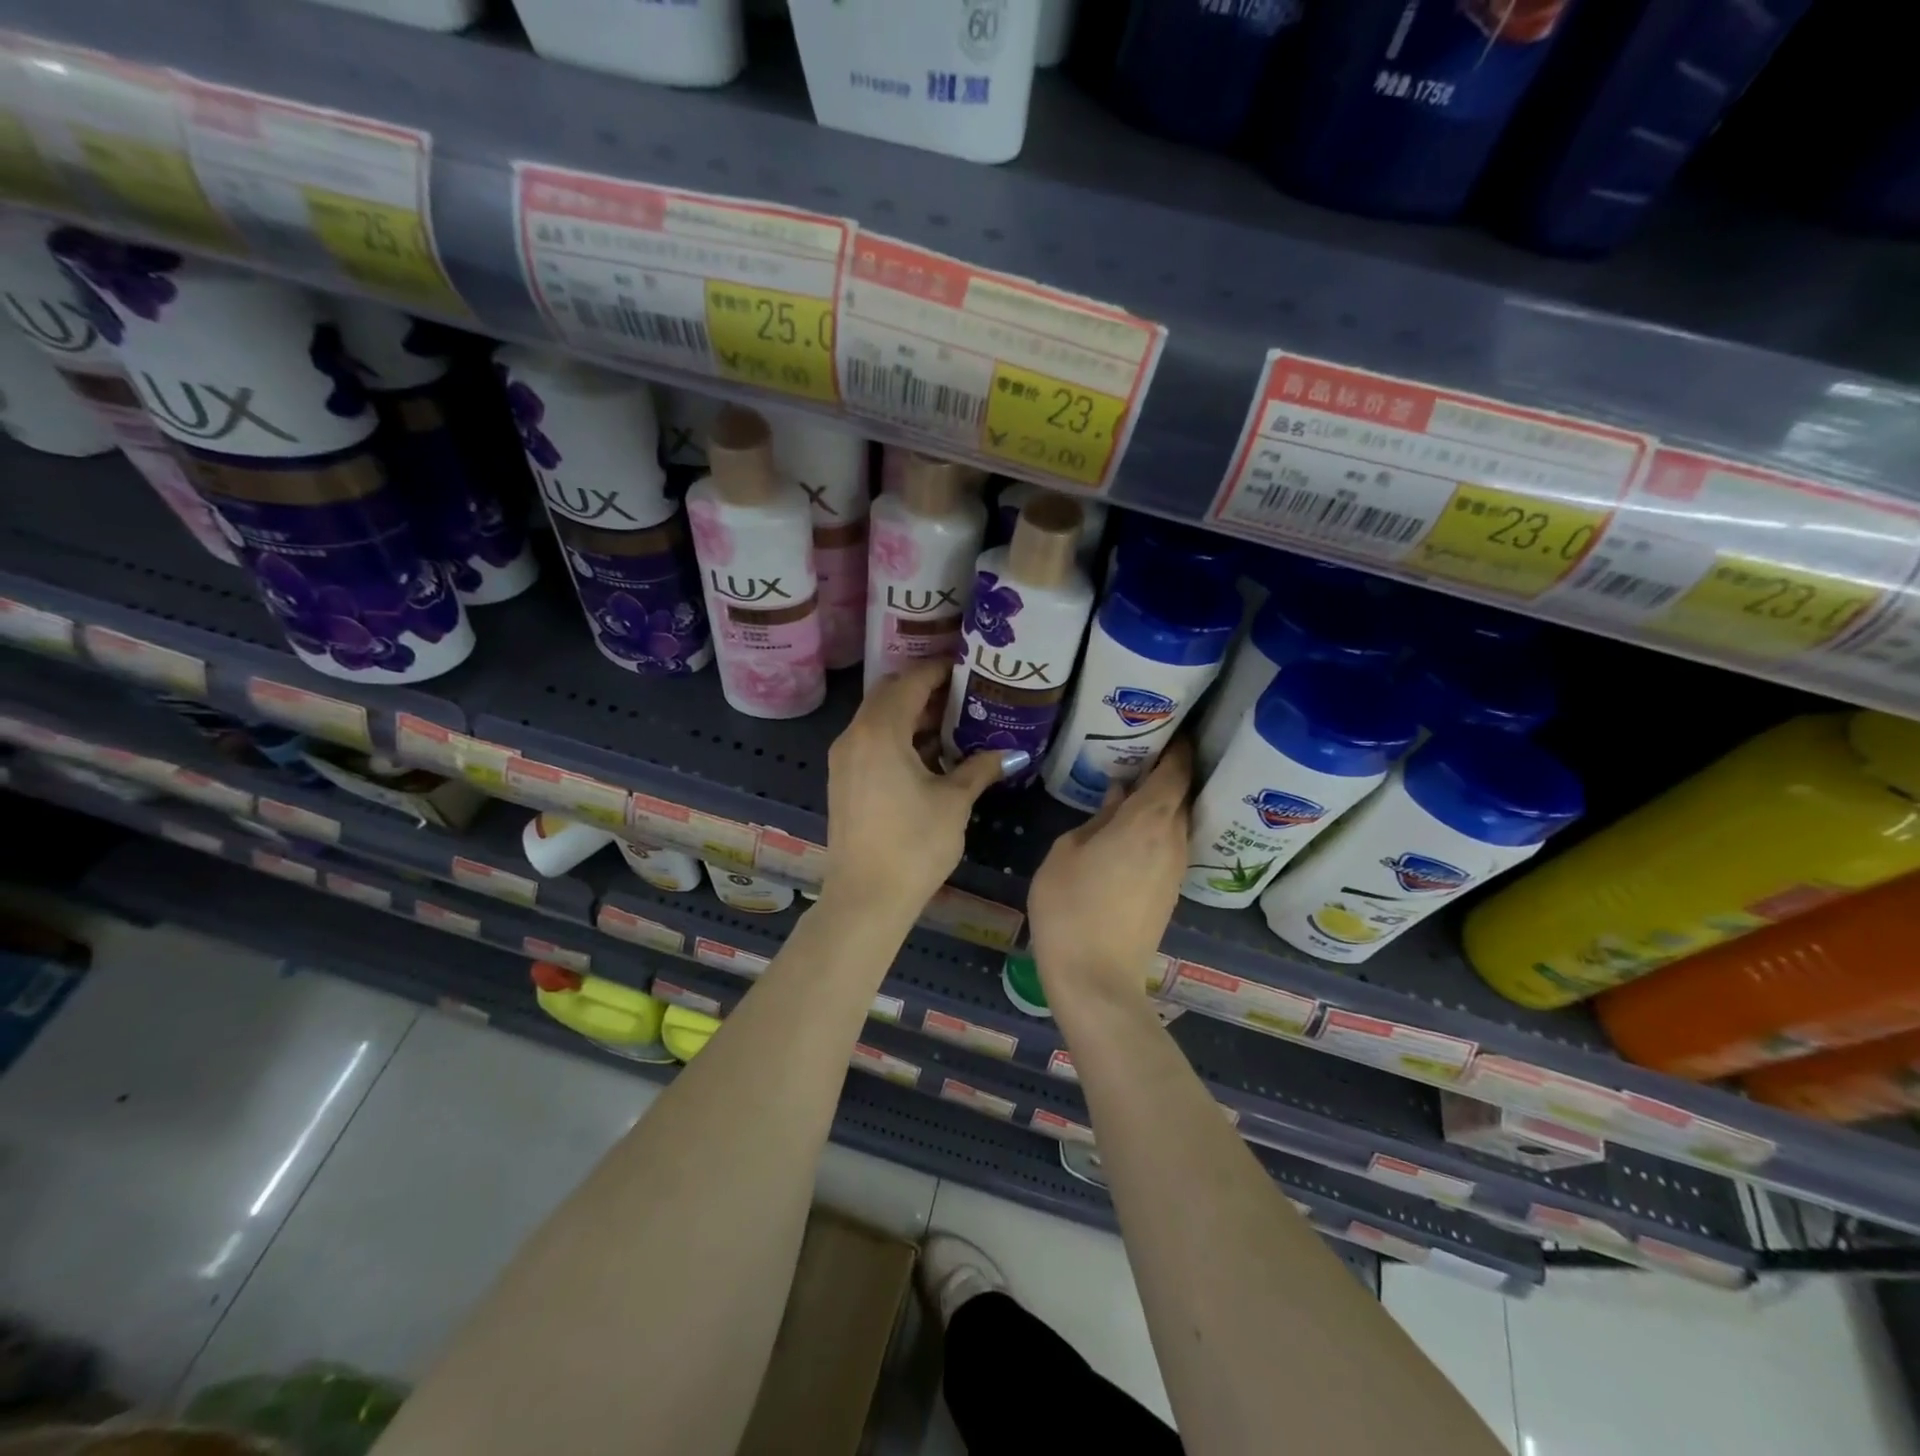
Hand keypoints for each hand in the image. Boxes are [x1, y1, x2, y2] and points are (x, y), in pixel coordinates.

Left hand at [820, 661, 1015, 919]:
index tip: (967, 669)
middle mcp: (854, 736)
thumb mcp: (954, 802)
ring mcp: (844, 759)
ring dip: (911, 716)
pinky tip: (930, 756)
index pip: (910, 682)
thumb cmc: (914, 844)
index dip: (939, 671)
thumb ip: (980, 768)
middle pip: (889, 696)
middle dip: (925, 691)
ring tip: (953, 724)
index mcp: (879, 731)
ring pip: (878, 720)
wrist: (866, 897)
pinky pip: (871, 742)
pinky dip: (898, 738)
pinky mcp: (844, 781)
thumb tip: (1011, 753)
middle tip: (963, 695)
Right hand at [1028, 741, 1191, 1012]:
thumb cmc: (1070, 906)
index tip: (1170, 730)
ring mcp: (1176, 869)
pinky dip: (1158, 831)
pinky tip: (1131, 833)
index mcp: (1148, 822)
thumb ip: (1097, 819)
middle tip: (1142, 756)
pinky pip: (1170, 847)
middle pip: (1181, 796)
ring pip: (1177, 823)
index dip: (1177, 748)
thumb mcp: (1067, 852)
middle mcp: (1173, 840)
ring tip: (1133, 791)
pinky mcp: (1171, 892)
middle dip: (1168, 773)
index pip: (1175, 773)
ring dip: (1162, 805)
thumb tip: (1118, 798)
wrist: (1096, 977)